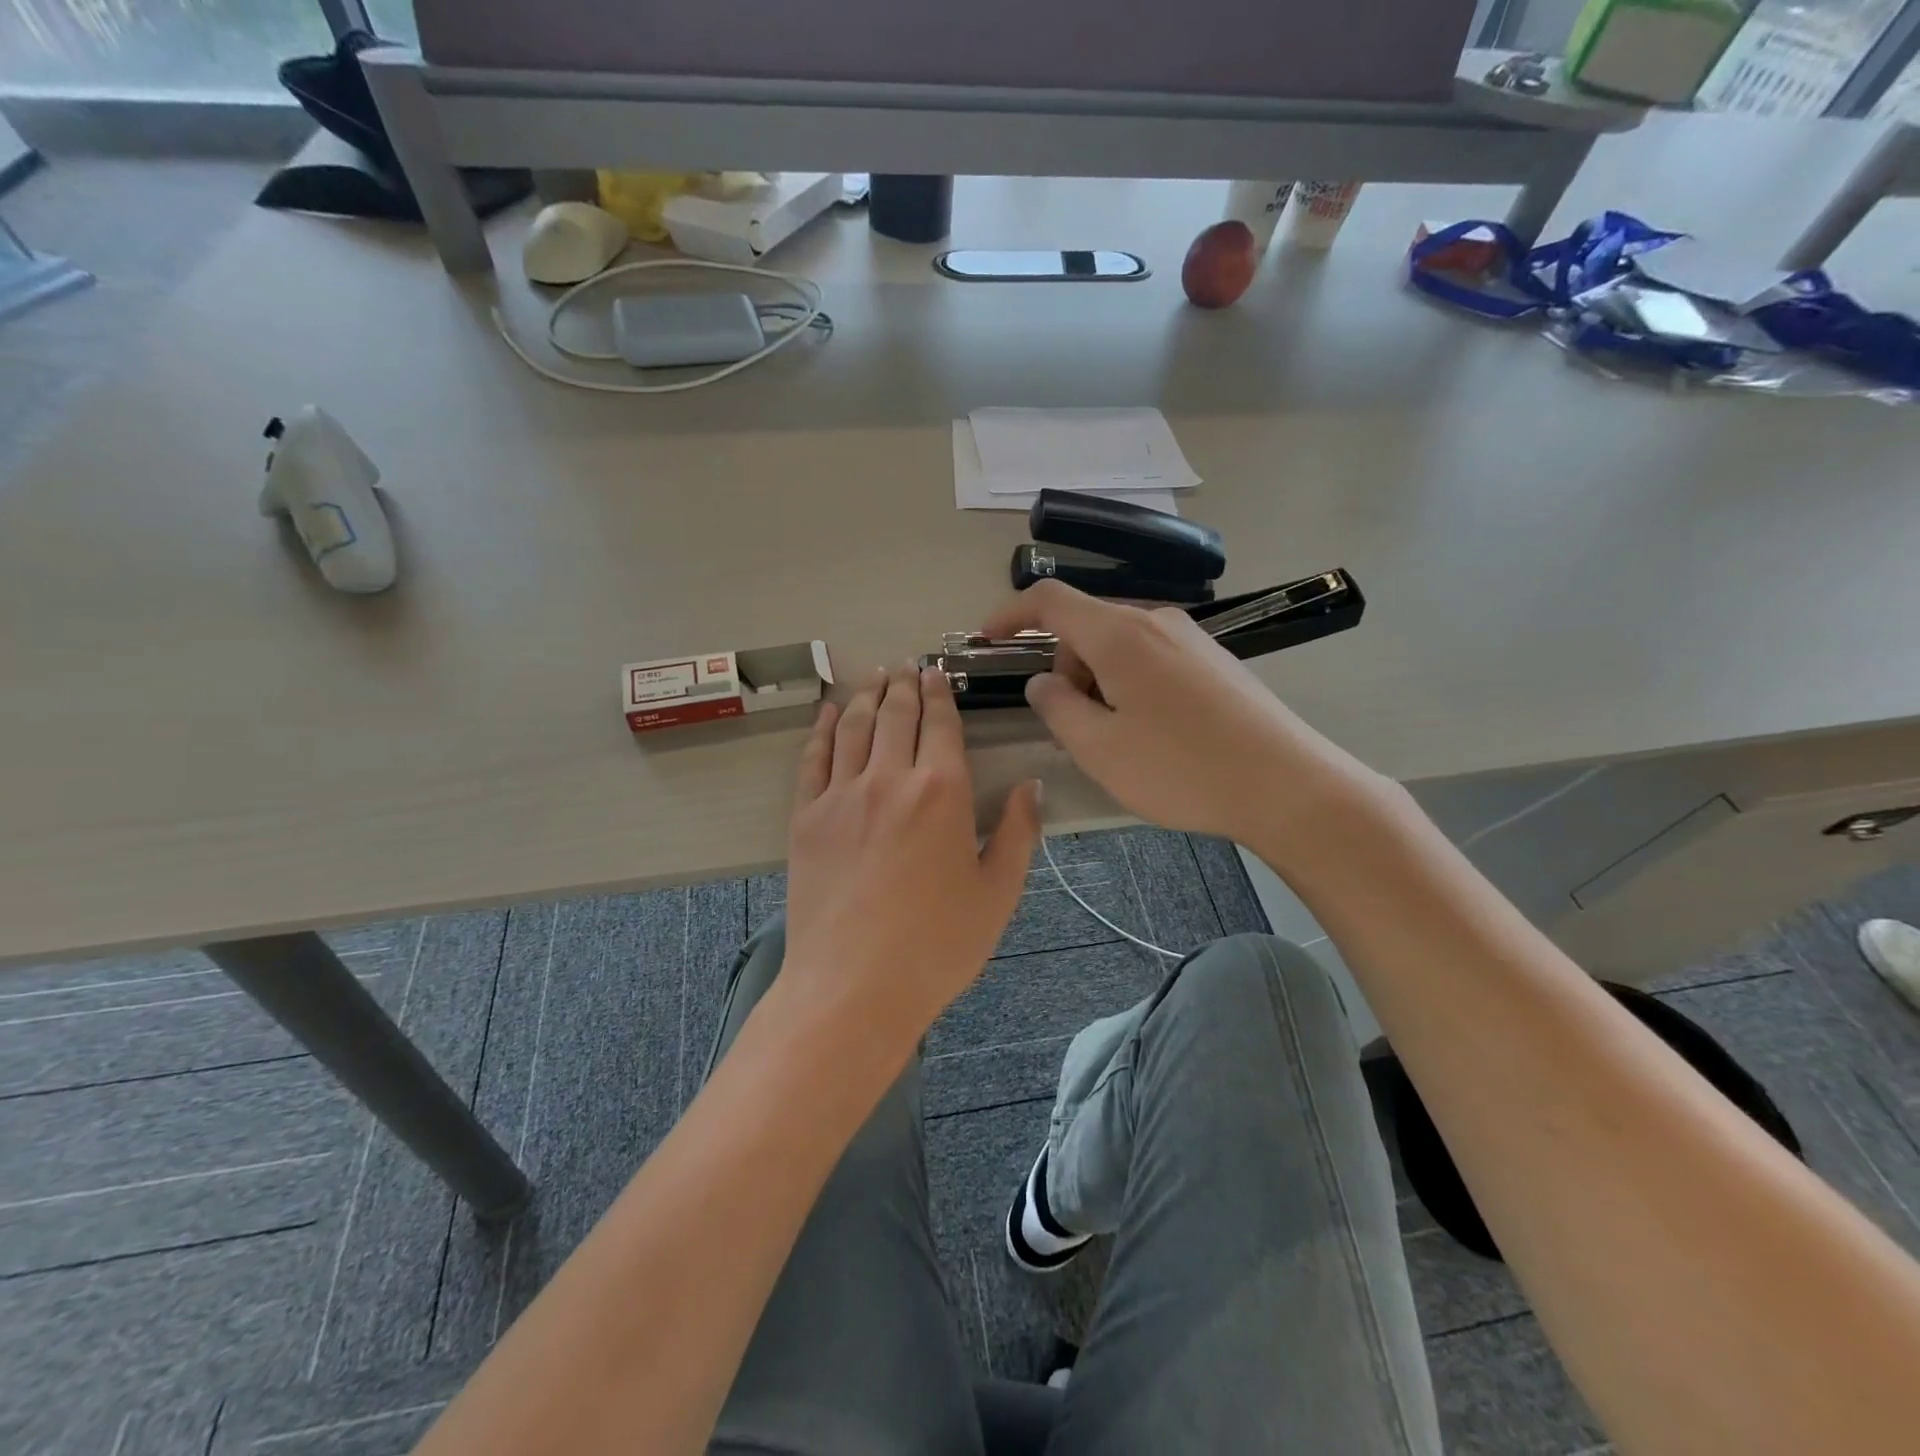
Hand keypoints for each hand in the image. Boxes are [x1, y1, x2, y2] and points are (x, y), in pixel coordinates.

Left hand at [782, 662, 1041, 1047]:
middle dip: (902, 685)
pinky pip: (812, 758)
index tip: (935, 672)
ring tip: (873, 678)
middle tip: (904, 665)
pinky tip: (826, 713)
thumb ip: (1018, 833)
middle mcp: (889, 779)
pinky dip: (820, 729)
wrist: (853, 987)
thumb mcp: (997, 894)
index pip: (940, 724)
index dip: (938, 694)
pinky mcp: (806, 818)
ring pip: (853, 727)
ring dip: (865, 696)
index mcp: (942, 791)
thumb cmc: (937, 946)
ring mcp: (841, 796)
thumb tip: (1031, 788)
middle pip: (895, 716)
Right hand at [981, 581, 1380, 844]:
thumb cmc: (1182, 768)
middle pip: (1085, 626)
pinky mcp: (1212, 659)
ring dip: (1097, 680)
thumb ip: (1057, 708)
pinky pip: (1150, 656)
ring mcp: (1189, 637)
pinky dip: (1129, 682)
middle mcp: (1154, 621)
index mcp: (1119, 634)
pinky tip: (1152, 731)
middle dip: (1063, 667)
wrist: (1287, 784)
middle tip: (1072, 727)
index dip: (1010, 614)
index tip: (987, 640)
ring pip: (1118, 644)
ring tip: (1116, 738)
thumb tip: (1042, 681)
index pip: (1049, 599)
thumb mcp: (1100, 748)